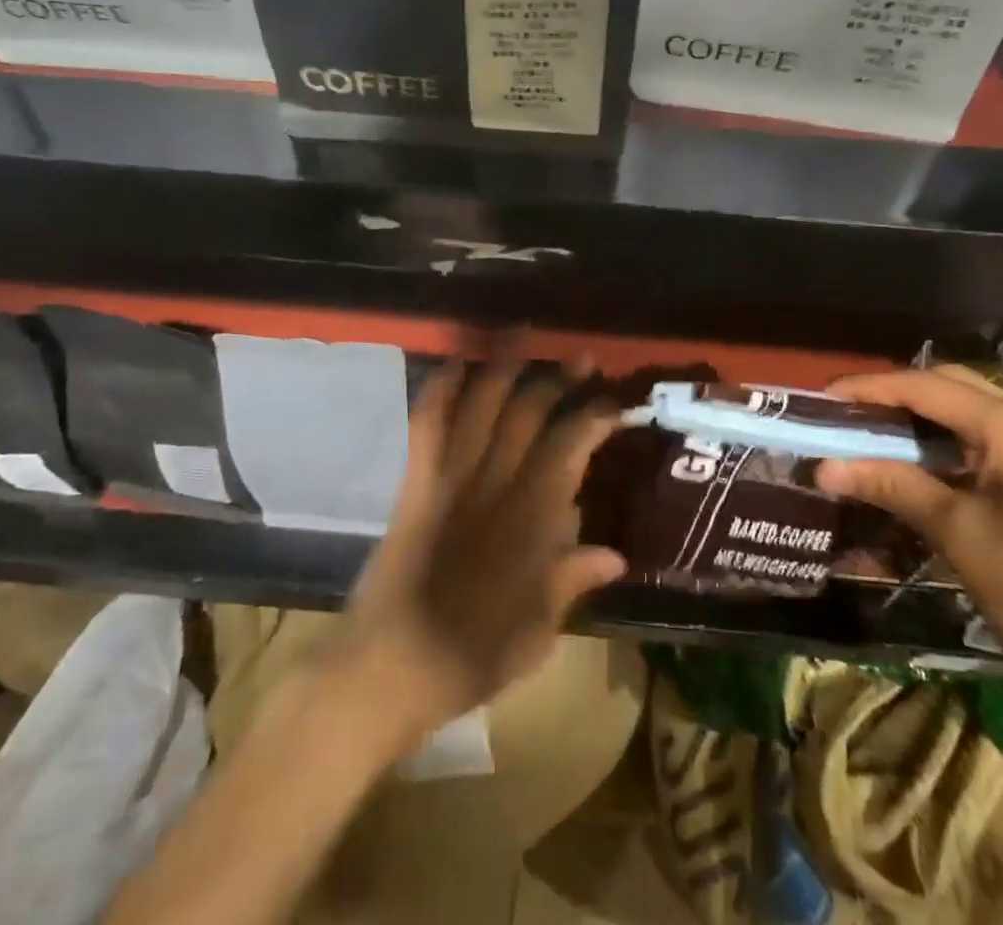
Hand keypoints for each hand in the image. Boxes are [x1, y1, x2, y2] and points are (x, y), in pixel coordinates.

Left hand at [332, 356, 626, 742]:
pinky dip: (441, 389)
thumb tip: (616, 553)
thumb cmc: (469, 657)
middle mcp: (494, 487)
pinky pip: (428, 425)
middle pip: (528, 415)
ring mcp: (450, 479)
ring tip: (523, 334)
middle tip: (582, 356)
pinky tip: (456, 364)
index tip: (616, 402)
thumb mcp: (536, 633)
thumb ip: (572, 582)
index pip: (570, 449)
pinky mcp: (416, 483)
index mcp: (531, 522)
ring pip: (481, 406)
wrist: (387, 669)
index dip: (595, 418)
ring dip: (503, 366)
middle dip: (557, 379)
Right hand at [816, 365, 1002, 709]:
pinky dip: (953, 437)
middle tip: (848, 417)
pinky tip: (929, 462)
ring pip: (973, 408)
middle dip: (894, 395)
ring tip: (877, 435)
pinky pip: (995, 434)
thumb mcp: (959, 534)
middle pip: (950, 385)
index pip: (923, 387)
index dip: (868, 389)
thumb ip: (893, 485)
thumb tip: (824, 467)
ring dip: (923, 415)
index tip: (822, 400)